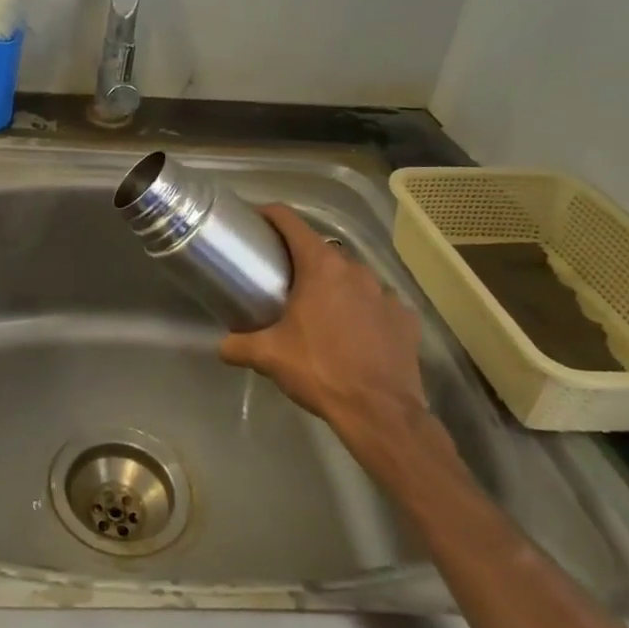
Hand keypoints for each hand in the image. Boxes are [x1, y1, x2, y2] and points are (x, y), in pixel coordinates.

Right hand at [219, 205, 433, 471]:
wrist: (380, 412)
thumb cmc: (320, 370)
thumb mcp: (269, 357)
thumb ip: (238, 345)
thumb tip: (221, 346)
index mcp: (320, 267)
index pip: (290, 222)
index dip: (270, 215)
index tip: (255, 220)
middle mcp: (355, 270)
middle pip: (321, 250)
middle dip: (301, 259)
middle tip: (282, 278)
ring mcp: (386, 293)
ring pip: (353, 276)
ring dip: (335, 285)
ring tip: (319, 308)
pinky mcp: (406, 318)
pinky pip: (379, 303)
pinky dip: (365, 310)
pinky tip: (355, 331)